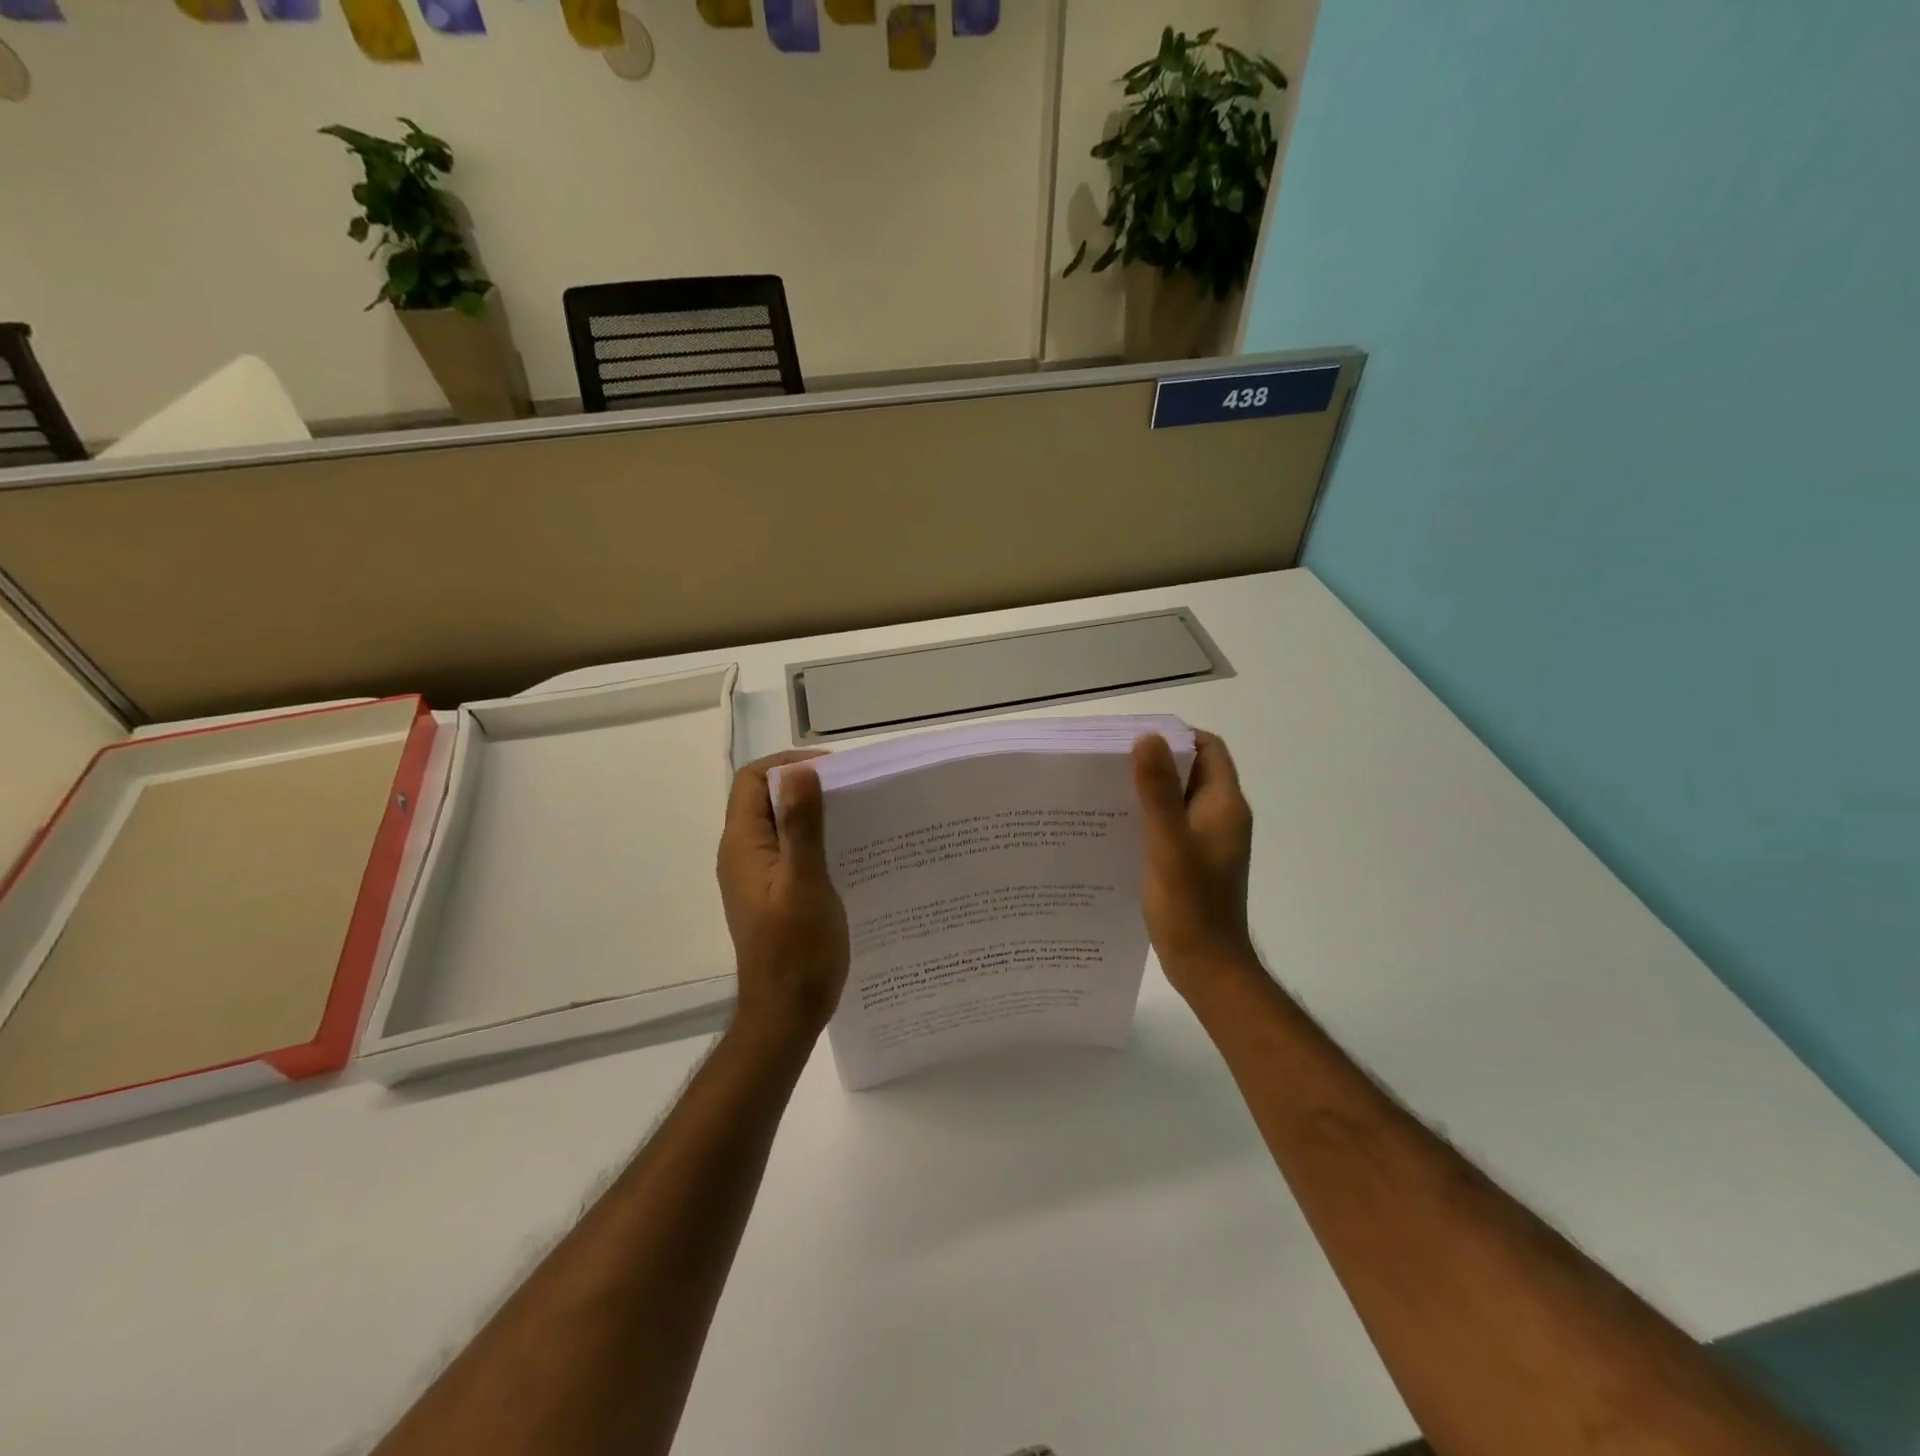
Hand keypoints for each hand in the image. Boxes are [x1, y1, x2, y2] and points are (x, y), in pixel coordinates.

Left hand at [716, 751, 850, 1042]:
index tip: (833, 771)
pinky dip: (813, 840)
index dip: (788, 765)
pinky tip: (847, 852)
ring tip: (855, 817)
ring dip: (812, 814)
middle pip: (765, 799)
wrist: (785, 1014)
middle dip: (804, 786)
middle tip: (852, 792)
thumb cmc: (797, 950)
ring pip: (779, 825)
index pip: (752, 780)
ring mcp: (756, 876)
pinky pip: (789, 851)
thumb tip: (799, 771)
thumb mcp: (805, 882)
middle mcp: (742, 855)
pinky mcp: (771, 894)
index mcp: (743, 846)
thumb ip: (801, 825)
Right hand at [1132, 731, 1259, 999]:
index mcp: (1224, 806)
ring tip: (1106, 789)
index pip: (1208, 749)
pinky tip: (1116, 827)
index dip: (1176, 736)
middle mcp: (1221, 817)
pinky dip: (1149, 818)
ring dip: (1149, 790)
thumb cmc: (1190, 905)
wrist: (1207, 967)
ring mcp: (1208, 841)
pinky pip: (1172, 825)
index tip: (1135, 737)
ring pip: (1178, 799)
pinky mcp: (1194, 861)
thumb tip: (1147, 737)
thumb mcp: (1168, 844)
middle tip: (1111, 761)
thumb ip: (1158, 792)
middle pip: (1191, 771)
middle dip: (1155, 761)